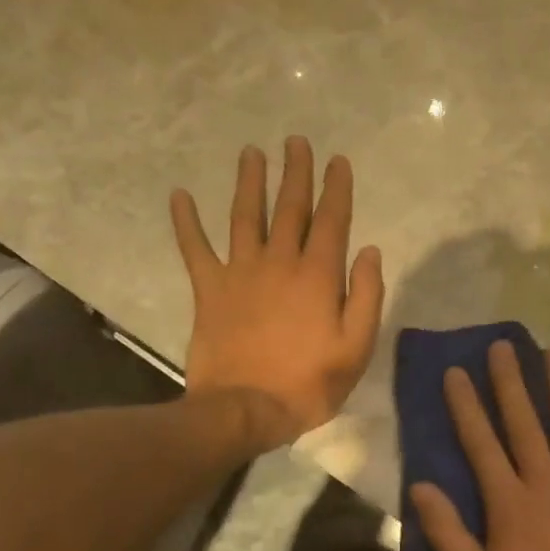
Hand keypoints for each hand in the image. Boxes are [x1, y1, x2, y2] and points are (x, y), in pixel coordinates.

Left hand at [171, 137, 383, 450]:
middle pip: (289, 208)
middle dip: (295, 172)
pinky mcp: (209, 289)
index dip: (336, 188)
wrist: (245, 408)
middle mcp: (279, 262)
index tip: (338, 160)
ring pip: (246, 216)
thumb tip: (369, 250)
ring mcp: (240, 272)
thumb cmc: (309, 382)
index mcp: (318, 275)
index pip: (331, 220)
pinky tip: (179, 195)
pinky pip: (195, 249)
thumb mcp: (356, 346)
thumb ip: (366, 295)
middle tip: (296, 142)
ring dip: (249, 182)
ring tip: (252, 153)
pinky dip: (186, 222)